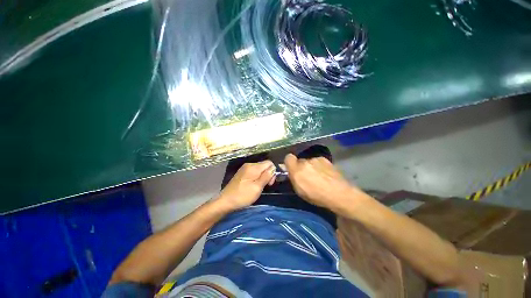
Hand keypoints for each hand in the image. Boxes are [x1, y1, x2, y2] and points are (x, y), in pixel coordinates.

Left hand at [217, 160, 275, 210]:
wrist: (225, 201)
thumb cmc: (242, 195)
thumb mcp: (257, 187)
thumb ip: (266, 176)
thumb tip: (274, 168)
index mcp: (253, 167)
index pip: (269, 163)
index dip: (273, 171)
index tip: (270, 182)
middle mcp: (249, 164)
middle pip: (264, 165)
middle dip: (268, 174)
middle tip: (267, 185)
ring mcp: (245, 168)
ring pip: (260, 168)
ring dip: (263, 176)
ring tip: (260, 187)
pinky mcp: (242, 173)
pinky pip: (254, 171)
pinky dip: (257, 177)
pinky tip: (254, 185)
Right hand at [284, 153, 359, 213]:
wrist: (338, 193)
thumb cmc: (316, 196)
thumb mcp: (300, 191)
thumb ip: (293, 178)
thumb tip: (289, 170)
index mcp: (297, 170)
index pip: (288, 157)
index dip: (289, 162)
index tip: (292, 169)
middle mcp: (305, 162)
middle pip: (300, 161)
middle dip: (301, 166)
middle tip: (307, 176)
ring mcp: (316, 159)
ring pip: (310, 161)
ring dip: (311, 166)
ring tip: (319, 176)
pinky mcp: (325, 160)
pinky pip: (318, 162)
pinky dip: (320, 166)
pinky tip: (325, 174)